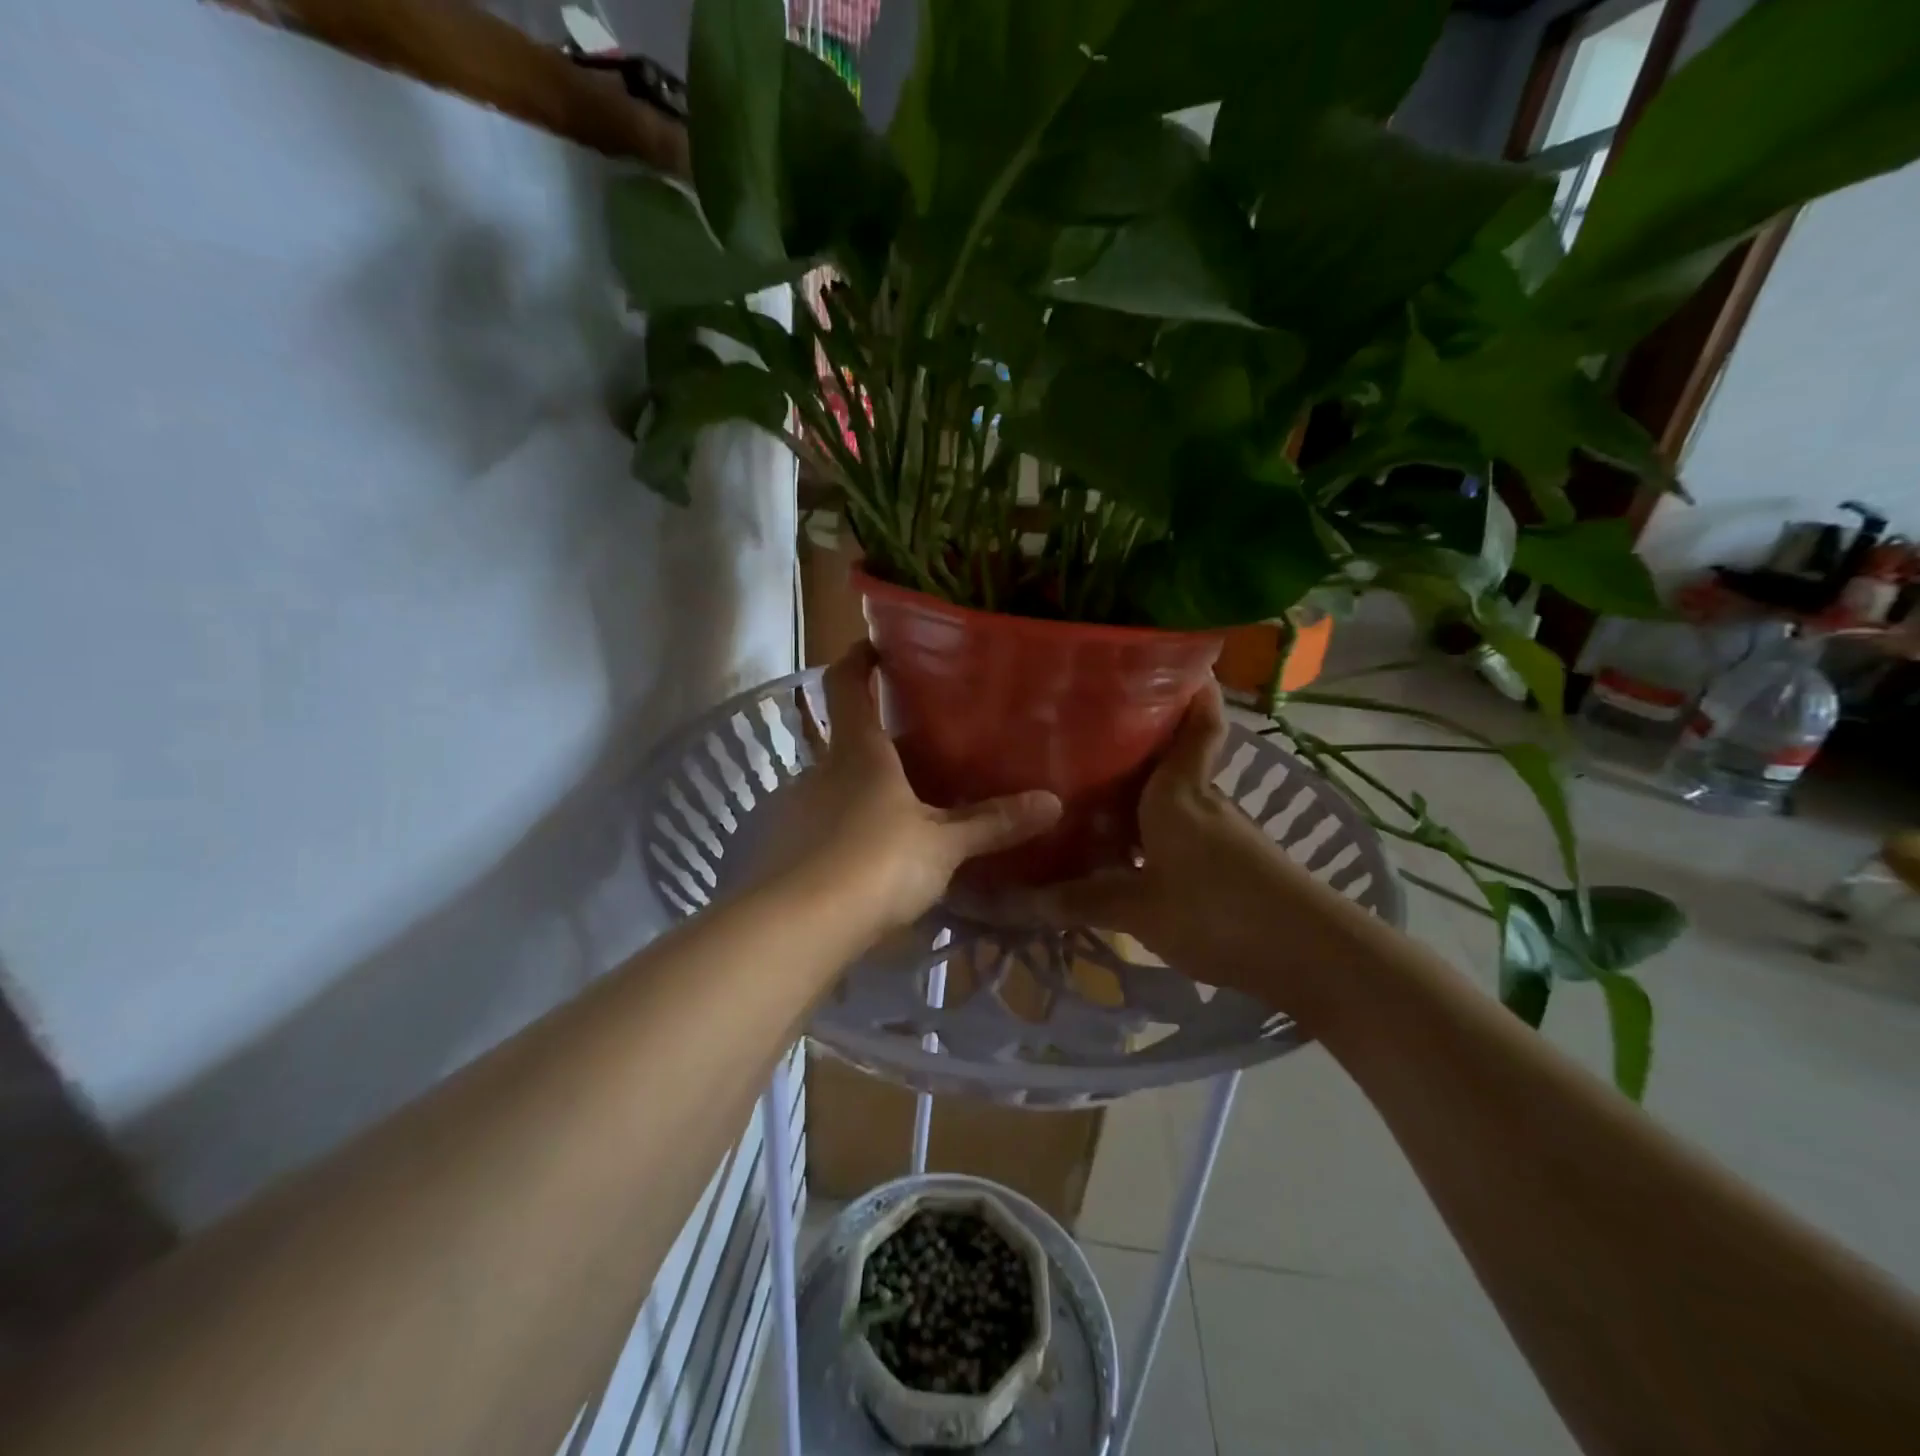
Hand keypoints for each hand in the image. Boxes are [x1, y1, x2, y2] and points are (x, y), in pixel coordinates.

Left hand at [751, 644, 1061, 938]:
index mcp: (858, 753)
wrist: (798, 927)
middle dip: (875, 743)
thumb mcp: (942, 846)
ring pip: (831, 789)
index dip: (859, 658)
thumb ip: (992, 823)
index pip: (847, 684)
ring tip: (897, 814)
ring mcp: (793, 811)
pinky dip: (840, 835)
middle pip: (844, 742)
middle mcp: (818, 771)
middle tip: (915, 754)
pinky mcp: (780, 851)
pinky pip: (817, 830)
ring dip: (858, 794)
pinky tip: (863, 863)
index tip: (875, 645)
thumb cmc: (877, 864)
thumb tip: (1053, 802)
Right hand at [1016, 685, 1345, 1003]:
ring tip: (1090, 796)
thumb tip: (1021, 897)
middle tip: (1084, 736)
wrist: (1309, 956)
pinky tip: (1127, 856)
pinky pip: (1180, 835)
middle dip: (1136, 744)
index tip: (1168, 662)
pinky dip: (1153, 835)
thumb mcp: (1139, 909)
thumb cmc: (1217, 910)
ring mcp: (1221, 833)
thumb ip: (1082, 900)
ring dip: (1140, 797)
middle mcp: (1201, 800)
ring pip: (1174, 800)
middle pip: (1173, 759)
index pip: (1197, 722)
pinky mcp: (1232, 865)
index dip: (1191, 687)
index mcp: (1179, 791)